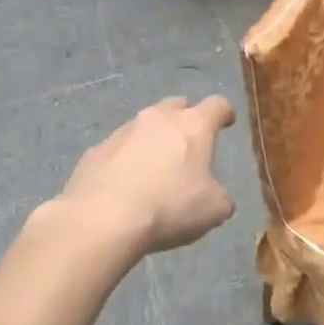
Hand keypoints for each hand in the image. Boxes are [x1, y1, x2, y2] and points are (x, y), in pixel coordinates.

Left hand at [55, 96, 236, 256]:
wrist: (103, 219)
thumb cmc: (169, 207)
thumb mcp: (213, 210)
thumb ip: (220, 197)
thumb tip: (217, 197)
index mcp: (193, 125)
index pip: (217, 105)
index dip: (224, 113)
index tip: (227, 121)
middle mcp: (158, 118)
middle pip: (177, 106)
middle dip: (185, 119)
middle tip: (189, 142)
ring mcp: (123, 131)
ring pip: (145, 126)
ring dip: (153, 140)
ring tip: (155, 168)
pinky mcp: (96, 151)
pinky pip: (118, 149)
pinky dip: (125, 159)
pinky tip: (125, 184)